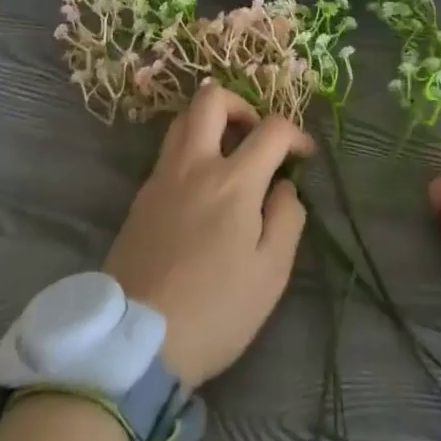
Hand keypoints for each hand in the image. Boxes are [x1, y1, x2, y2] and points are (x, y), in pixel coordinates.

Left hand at [103, 82, 314, 386]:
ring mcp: (163, 176)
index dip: (296, 133)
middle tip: (255, 134)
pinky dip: (190, 150)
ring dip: (210, 122)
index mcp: (233, 181)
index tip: (305, 154)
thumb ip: (287, 220)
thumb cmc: (214, 311)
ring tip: (228, 154)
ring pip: (183, 118)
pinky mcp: (141, 195)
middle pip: (212, 98)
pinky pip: (168, 151)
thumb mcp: (270, 275)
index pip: (271, 129)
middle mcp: (195, 164)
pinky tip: (201, 187)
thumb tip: (285, 186)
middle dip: (241, 104)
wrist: (135, 341)